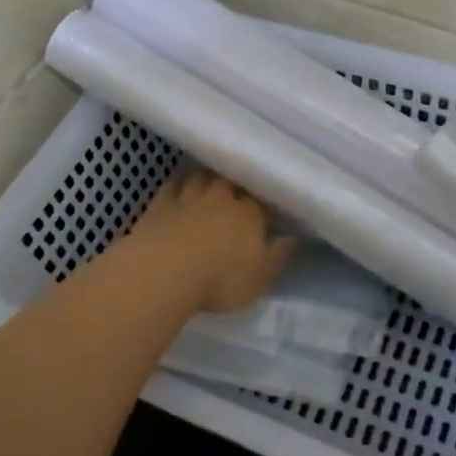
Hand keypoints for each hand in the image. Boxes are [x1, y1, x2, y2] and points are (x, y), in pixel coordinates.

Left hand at [126, 169, 297, 313]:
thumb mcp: (260, 277)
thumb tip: (294, 237)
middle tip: (236, 188)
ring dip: (207, 177)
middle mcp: (220, 198)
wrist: (165, 271)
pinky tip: (178, 185)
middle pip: (230, 181)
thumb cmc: (221, 279)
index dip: (262, 200)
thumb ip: (279, 255)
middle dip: (234, 183)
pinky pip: (171, 186)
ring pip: (201, 177)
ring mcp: (188, 197)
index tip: (264, 205)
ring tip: (210, 180)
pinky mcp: (160, 204)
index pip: (260, 199)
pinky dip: (177, 183)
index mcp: (249, 214)